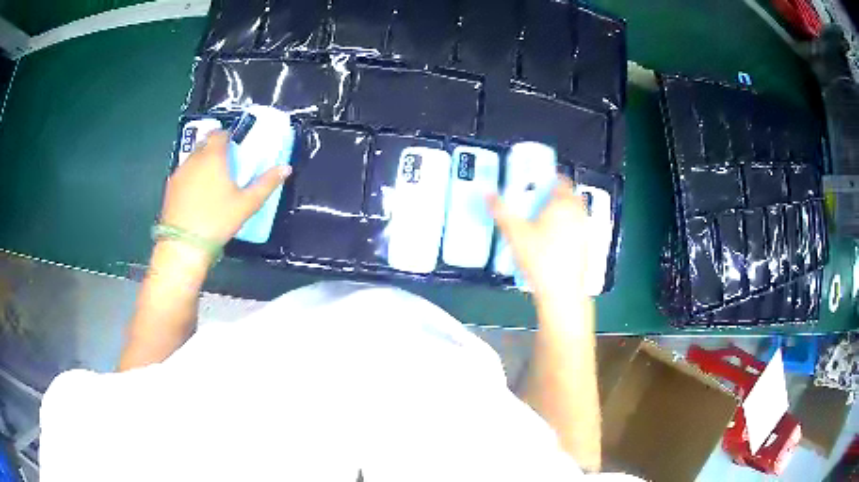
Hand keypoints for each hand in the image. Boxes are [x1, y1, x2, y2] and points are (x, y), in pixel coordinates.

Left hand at [160, 131, 290, 245]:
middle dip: (215, 148)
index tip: (235, 148)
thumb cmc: (217, 221)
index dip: (229, 136)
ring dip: (202, 162)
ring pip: (193, 158)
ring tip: (211, 182)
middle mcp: (194, 158)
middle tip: (226, 165)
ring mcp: (179, 172)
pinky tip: (197, 195)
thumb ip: (266, 184)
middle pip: (205, 143)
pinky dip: (191, 176)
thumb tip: (286, 168)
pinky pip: (184, 173)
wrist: (183, 245)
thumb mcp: (247, 204)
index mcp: (213, 156)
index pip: (220, 133)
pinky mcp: (170, 187)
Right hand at [489, 177, 589, 299]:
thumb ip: (501, 211)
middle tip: (535, 204)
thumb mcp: (515, 233)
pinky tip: (551, 243)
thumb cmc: (540, 258)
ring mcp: (585, 230)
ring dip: (561, 213)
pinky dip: (566, 229)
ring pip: (574, 213)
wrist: (562, 291)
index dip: (547, 179)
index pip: (560, 180)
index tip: (535, 185)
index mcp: (563, 203)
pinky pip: (576, 229)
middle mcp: (578, 213)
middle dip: (554, 197)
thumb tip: (488, 193)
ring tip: (541, 223)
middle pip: (568, 196)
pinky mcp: (586, 246)